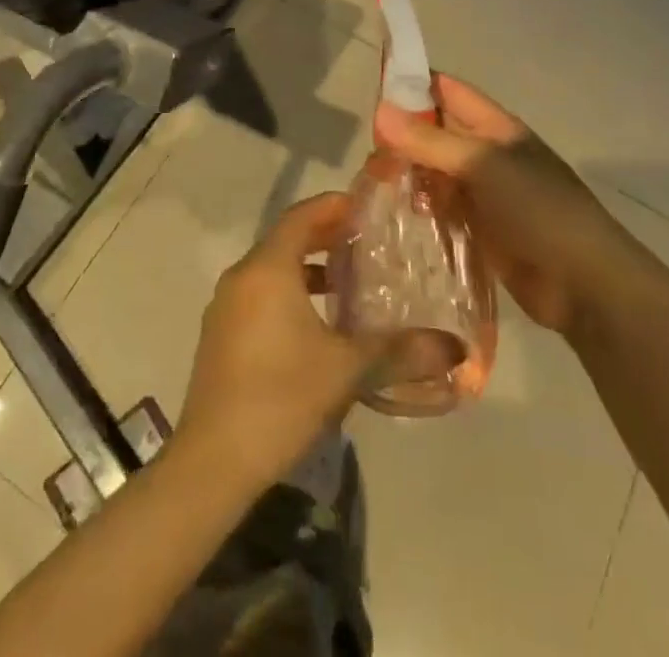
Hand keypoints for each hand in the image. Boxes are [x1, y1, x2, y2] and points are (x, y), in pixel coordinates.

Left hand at [175, 193, 380, 489]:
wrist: (212, 463)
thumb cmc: (281, 398)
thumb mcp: (347, 370)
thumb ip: (400, 350)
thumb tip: (456, 347)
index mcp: (267, 269)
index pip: (301, 216)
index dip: (333, 206)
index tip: (366, 208)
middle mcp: (242, 277)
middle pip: (286, 239)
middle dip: (324, 236)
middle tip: (364, 242)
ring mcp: (226, 307)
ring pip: (271, 269)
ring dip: (306, 267)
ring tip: (346, 282)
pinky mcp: (220, 336)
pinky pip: (259, 294)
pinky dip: (288, 292)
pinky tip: (316, 325)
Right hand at [375, 76, 633, 335]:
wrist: (584, 283)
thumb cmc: (538, 210)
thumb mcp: (483, 166)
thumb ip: (431, 141)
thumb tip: (380, 110)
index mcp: (495, 127)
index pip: (447, 91)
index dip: (413, 85)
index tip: (372, 95)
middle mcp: (487, 153)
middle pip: (436, 131)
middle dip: (403, 136)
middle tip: (366, 152)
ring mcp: (483, 193)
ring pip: (435, 171)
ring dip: (408, 174)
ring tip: (372, 183)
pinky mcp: (478, 229)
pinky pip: (441, 208)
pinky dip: (420, 208)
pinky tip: (394, 215)